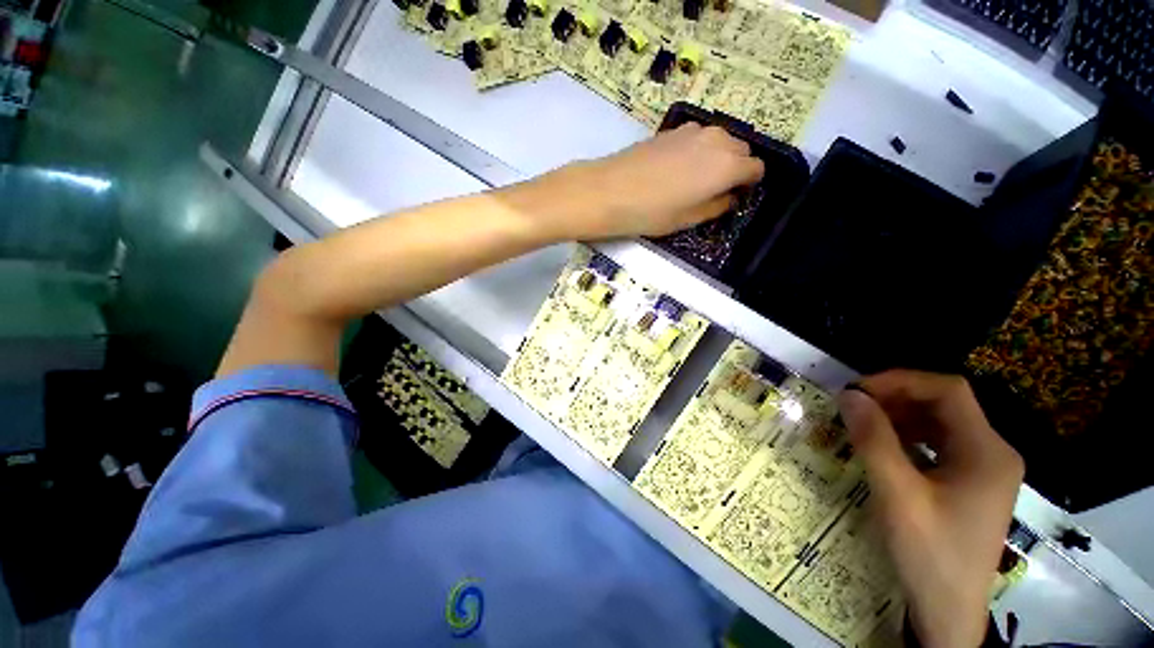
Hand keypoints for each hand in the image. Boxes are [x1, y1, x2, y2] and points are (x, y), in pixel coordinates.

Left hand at [546, 123, 765, 239]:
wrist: (608, 191)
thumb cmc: (650, 212)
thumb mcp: (687, 219)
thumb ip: (716, 206)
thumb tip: (730, 197)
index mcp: (727, 165)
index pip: (756, 169)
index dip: (748, 185)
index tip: (734, 197)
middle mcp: (717, 140)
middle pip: (741, 151)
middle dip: (735, 169)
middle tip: (713, 191)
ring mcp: (694, 130)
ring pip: (720, 141)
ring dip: (717, 158)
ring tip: (694, 181)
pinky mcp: (673, 129)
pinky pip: (699, 138)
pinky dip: (698, 150)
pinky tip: (676, 169)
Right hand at [837, 371, 1023, 647]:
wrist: (949, 611)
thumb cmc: (929, 554)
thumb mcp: (897, 496)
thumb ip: (874, 441)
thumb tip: (848, 395)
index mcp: (987, 452)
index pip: (948, 391)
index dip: (900, 381)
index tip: (857, 391)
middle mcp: (994, 452)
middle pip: (945, 403)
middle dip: (896, 397)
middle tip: (853, 407)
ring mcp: (985, 468)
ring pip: (941, 421)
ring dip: (900, 415)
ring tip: (862, 423)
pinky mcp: (972, 482)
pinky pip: (940, 443)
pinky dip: (909, 436)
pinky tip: (884, 446)